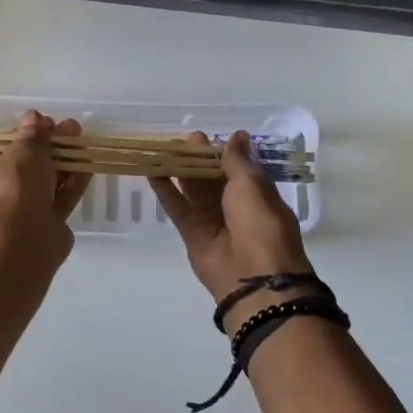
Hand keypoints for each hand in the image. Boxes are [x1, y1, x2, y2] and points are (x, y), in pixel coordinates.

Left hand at [0, 111, 91, 262]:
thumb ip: (32, 134)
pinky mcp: (45, 226)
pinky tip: (87, 165)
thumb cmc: (12, 189)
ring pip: (44, 182)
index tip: (45, 123)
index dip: (23, 133)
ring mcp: (20, 213)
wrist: (23, 243)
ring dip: (63, 161)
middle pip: (24, 165)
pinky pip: (59, 198)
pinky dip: (72, 182)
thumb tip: (34, 117)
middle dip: (48, 145)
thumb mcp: (23, 152)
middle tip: (70, 129)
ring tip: (83, 141)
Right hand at [150, 131, 313, 313]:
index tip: (204, 136)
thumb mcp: (252, 185)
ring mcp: (212, 220)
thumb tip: (238, 135)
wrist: (254, 276)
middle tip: (182, 138)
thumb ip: (237, 161)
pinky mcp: (191, 233)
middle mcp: (235, 206)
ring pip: (192, 189)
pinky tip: (151, 171)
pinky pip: (177, 207)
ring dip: (180, 170)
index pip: (237, 168)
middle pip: (212, 177)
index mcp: (257, 194)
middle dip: (199, 158)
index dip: (221, 152)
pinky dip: (165, 190)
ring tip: (163, 148)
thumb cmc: (260, 224)